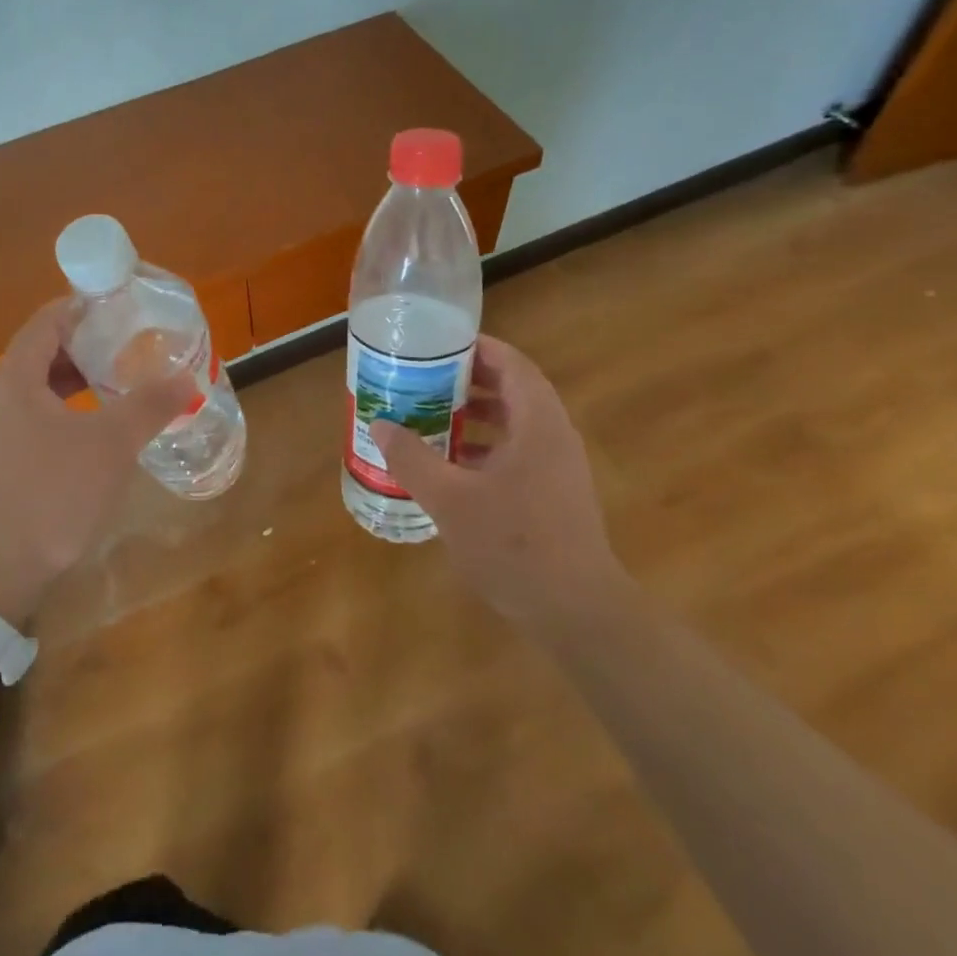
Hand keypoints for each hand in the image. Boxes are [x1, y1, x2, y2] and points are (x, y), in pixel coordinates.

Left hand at [0, 299, 194, 623]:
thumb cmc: (52, 495)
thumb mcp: (111, 445)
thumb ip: (149, 405)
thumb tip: (187, 377)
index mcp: (14, 380)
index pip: (46, 322)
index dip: (82, 308)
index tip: (120, 306)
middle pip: (41, 354)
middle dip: (86, 346)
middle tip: (129, 344)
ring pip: (38, 390)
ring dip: (76, 381)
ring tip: (119, 382)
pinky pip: (34, 419)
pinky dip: (66, 411)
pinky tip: (96, 430)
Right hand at [372, 335, 626, 629]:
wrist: (576, 612)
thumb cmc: (514, 544)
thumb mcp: (449, 499)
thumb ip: (412, 458)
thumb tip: (380, 424)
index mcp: (537, 424)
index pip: (512, 363)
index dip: (477, 347)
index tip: (438, 344)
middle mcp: (553, 436)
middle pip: (514, 389)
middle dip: (469, 379)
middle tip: (425, 377)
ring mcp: (558, 468)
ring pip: (516, 422)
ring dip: (477, 414)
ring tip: (432, 414)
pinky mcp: (554, 494)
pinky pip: (518, 451)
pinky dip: (486, 445)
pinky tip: (452, 466)